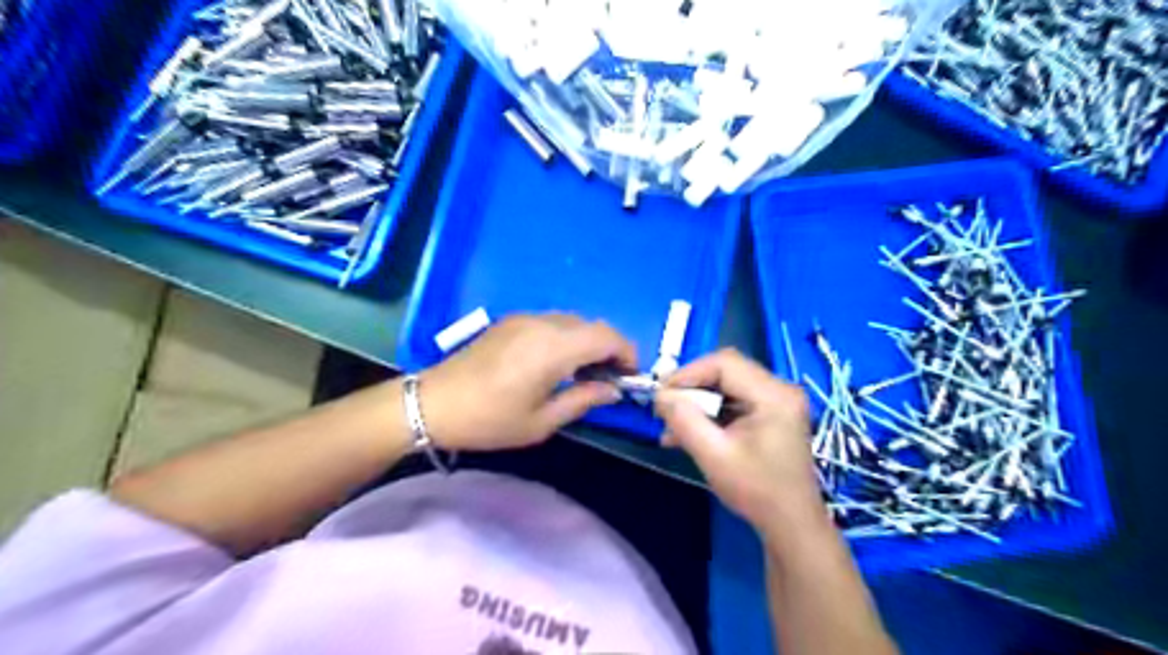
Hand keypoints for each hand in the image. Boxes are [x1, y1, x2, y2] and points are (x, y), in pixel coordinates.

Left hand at [420, 315, 636, 452]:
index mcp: (554, 348)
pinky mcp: (512, 321)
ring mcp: (526, 319)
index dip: (626, 353)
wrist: (433, 403)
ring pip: (574, 322)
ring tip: (584, 374)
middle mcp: (544, 324)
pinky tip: (558, 363)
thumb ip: (583, 400)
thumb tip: (613, 390)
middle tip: (608, 380)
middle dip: (610, 348)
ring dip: (588, 342)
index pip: (607, 337)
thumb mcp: (541, 421)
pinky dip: (568, 338)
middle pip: (593, 326)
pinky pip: (553, 322)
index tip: (629, 377)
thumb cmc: (490, 420)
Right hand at [657, 350, 818, 533]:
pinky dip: (710, 412)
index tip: (662, 395)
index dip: (688, 373)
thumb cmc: (756, 491)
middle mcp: (780, 389)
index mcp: (774, 395)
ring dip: (698, 402)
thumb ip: (684, 421)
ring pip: (727, 385)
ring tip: (672, 425)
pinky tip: (688, 432)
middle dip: (691, 387)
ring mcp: (777, 401)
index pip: (725, 363)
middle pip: (726, 370)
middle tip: (665, 408)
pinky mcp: (771, 413)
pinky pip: (734, 400)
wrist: (791, 524)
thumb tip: (659, 396)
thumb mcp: (714, 456)